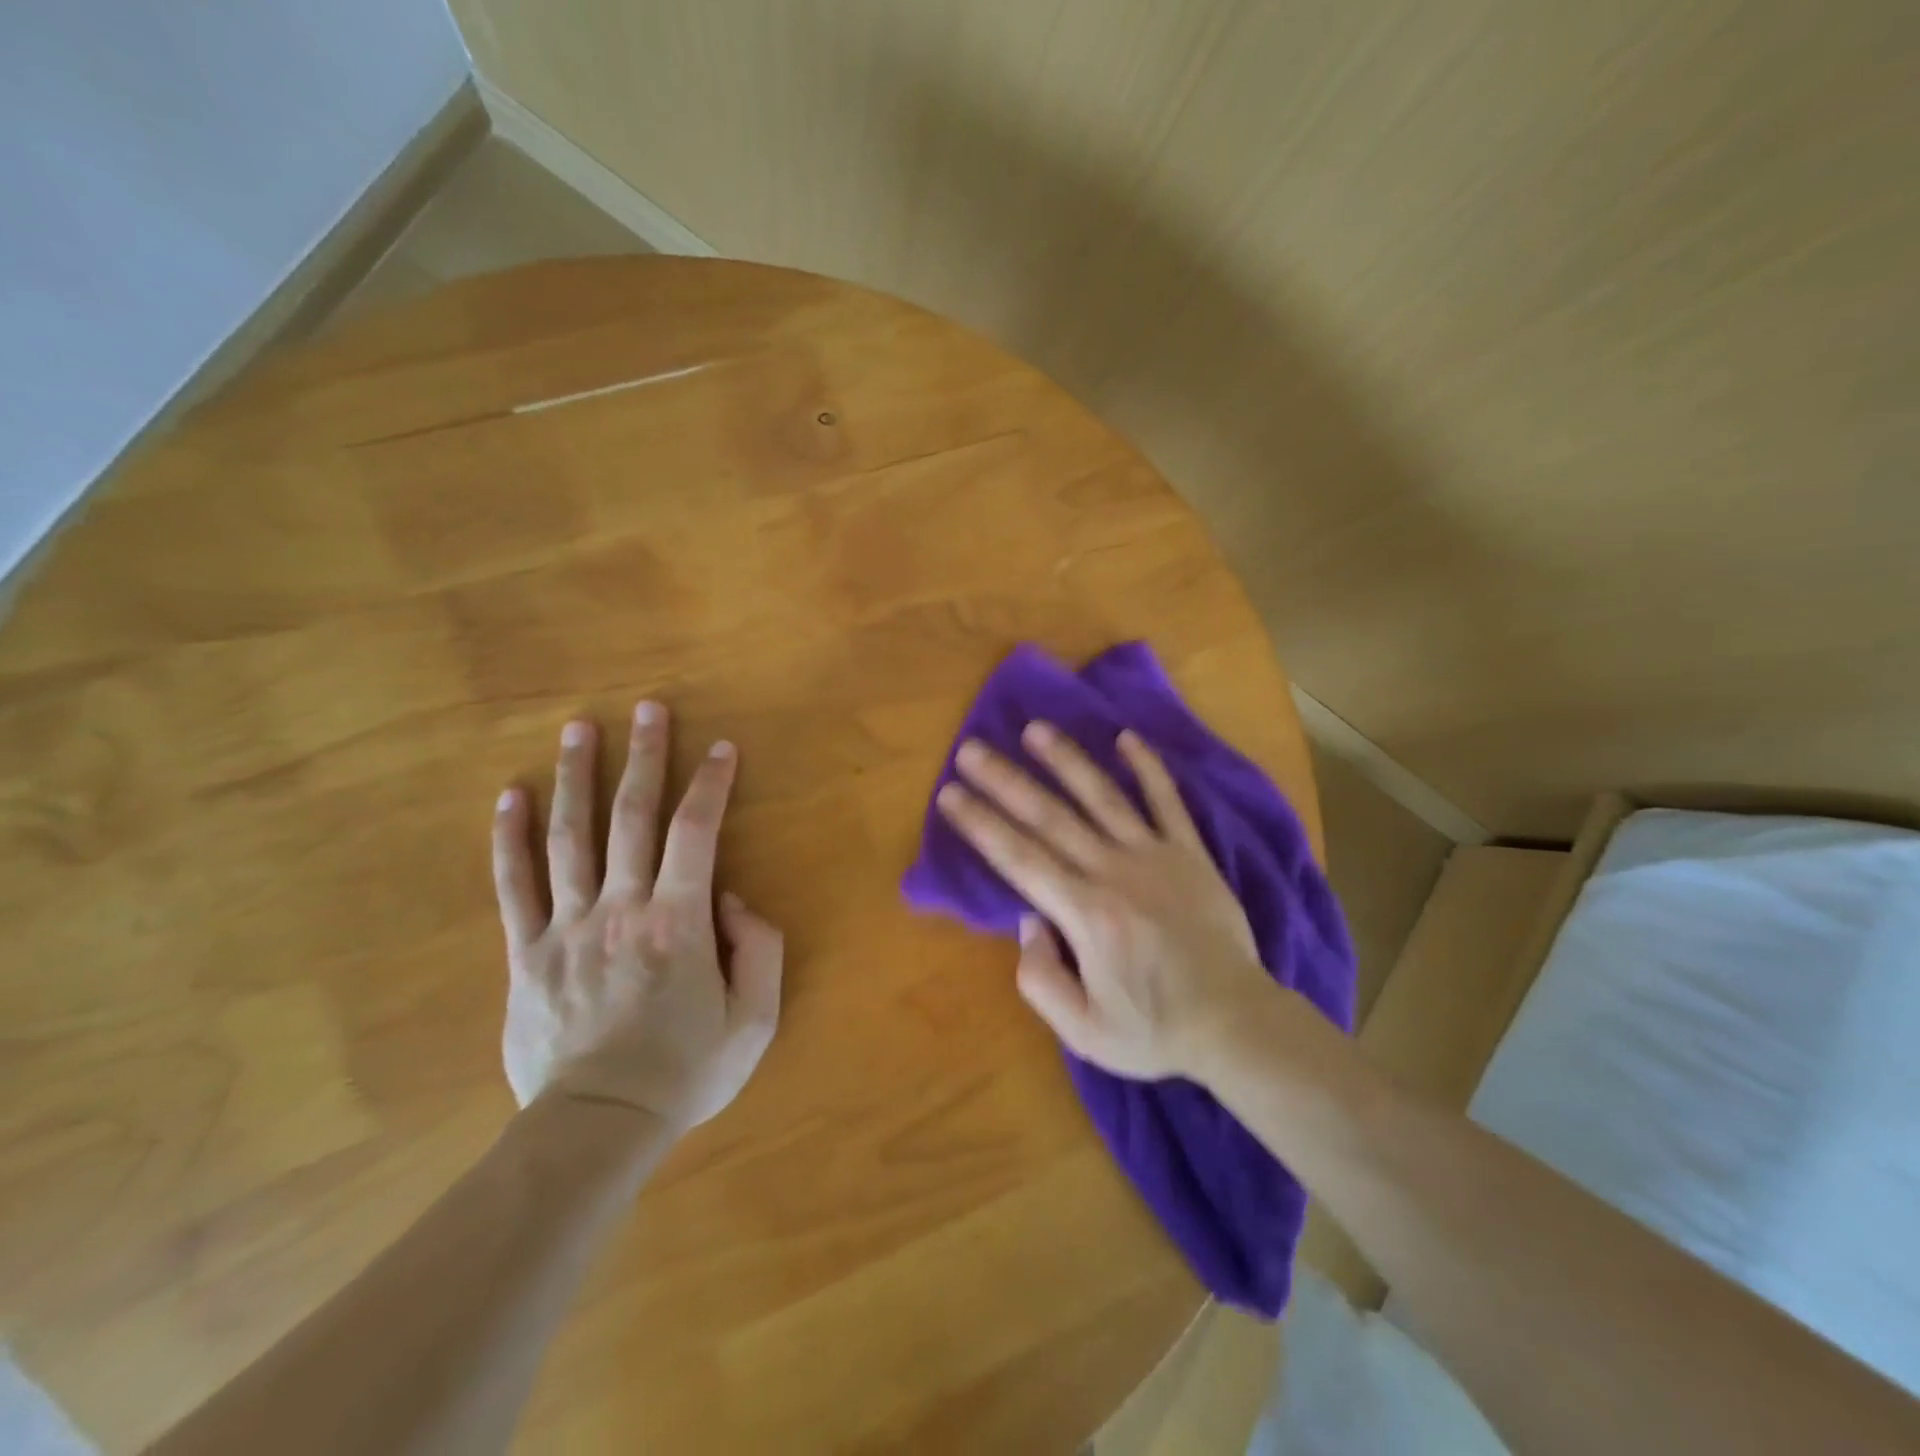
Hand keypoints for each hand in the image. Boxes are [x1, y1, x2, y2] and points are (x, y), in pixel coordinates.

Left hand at [492, 703, 782, 1131]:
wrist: (598, 1126)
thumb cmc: (686, 1071)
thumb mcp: (755, 1018)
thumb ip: (760, 948)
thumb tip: (731, 897)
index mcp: (679, 922)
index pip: (697, 832)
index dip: (711, 784)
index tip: (721, 748)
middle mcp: (621, 908)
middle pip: (632, 817)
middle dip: (645, 756)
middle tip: (648, 708)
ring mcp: (567, 926)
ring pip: (570, 836)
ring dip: (578, 776)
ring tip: (579, 728)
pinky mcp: (526, 952)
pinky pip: (514, 885)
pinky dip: (510, 837)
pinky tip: (511, 795)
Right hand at [935, 723, 1272, 1080]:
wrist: (1237, 1021)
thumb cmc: (1155, 1029)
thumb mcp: (1084, 1031)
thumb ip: (1041, 978)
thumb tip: (1030, 921)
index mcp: (1085, 914)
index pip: (1019, 858)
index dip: (981, 823)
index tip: (950, 793)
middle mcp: (1114, 872)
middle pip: (1049, 818)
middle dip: (1005, 782)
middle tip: (971, 749)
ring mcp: (1155, 856)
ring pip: (1102, 797)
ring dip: (1066, 760)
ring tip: (1034, 729)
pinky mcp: (1190, 852)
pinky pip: (1167, 801)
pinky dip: (1148, 767)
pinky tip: (1127, 737)